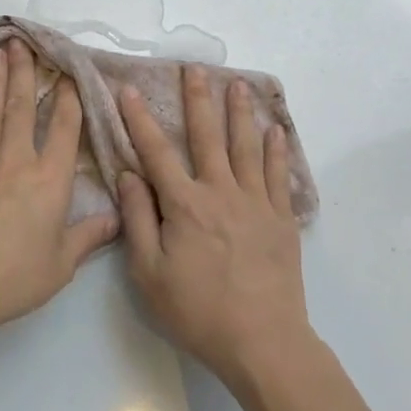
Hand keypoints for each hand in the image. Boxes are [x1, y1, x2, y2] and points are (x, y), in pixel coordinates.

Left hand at [0, 39, 118, 345]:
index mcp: (49, 180)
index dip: (68, 97)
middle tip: (23, 42)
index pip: (63, 128)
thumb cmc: (10, 276)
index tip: (69, 73)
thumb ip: (88, 237)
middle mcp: (16, 159)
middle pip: (21, 105)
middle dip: (25, 71)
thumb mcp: (59, 265)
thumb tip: (117, 219)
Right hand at [117, 67, 310, 389]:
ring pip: (246, 147)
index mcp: (184, 205)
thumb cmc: (197, 311)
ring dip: (240, 113)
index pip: (156, 152)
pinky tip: (275, 131)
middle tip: (195, 68)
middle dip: (198, 100)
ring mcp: (256, 203)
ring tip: (238, 84)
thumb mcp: (149, 272)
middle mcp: (221, 192)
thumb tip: (129, 175)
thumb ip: (139, 219)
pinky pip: (277, 175)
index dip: (140, 120)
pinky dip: (276, 150)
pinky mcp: (281, 219)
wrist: (262, 342)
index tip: (130, 90)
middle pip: (207, 137)